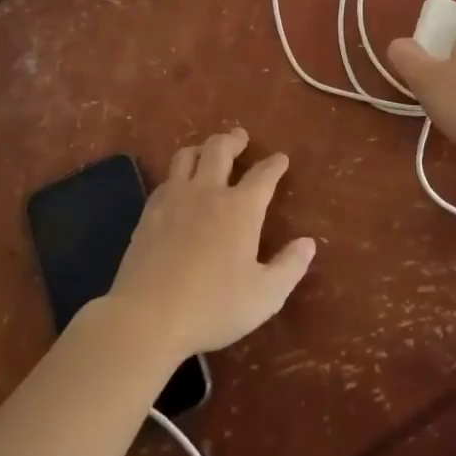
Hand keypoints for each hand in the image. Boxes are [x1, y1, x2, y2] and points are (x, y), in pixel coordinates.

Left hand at [105, 128, 315, 359]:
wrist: (146, 318)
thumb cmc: (212, 307)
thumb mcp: (265, 295)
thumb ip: (290, 267)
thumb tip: (308, 243)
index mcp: (241, 208)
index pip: (263, 175)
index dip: (274, 164)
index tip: (281, 159)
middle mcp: (208, 192)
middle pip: (220, 149)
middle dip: (233, 140)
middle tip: (240, 137)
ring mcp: (174, 200)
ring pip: (187, 156)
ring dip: (201, 149)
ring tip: (208, 152)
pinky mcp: (148, 214)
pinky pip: (165, 179)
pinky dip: (177, 174)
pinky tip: (178, 186)